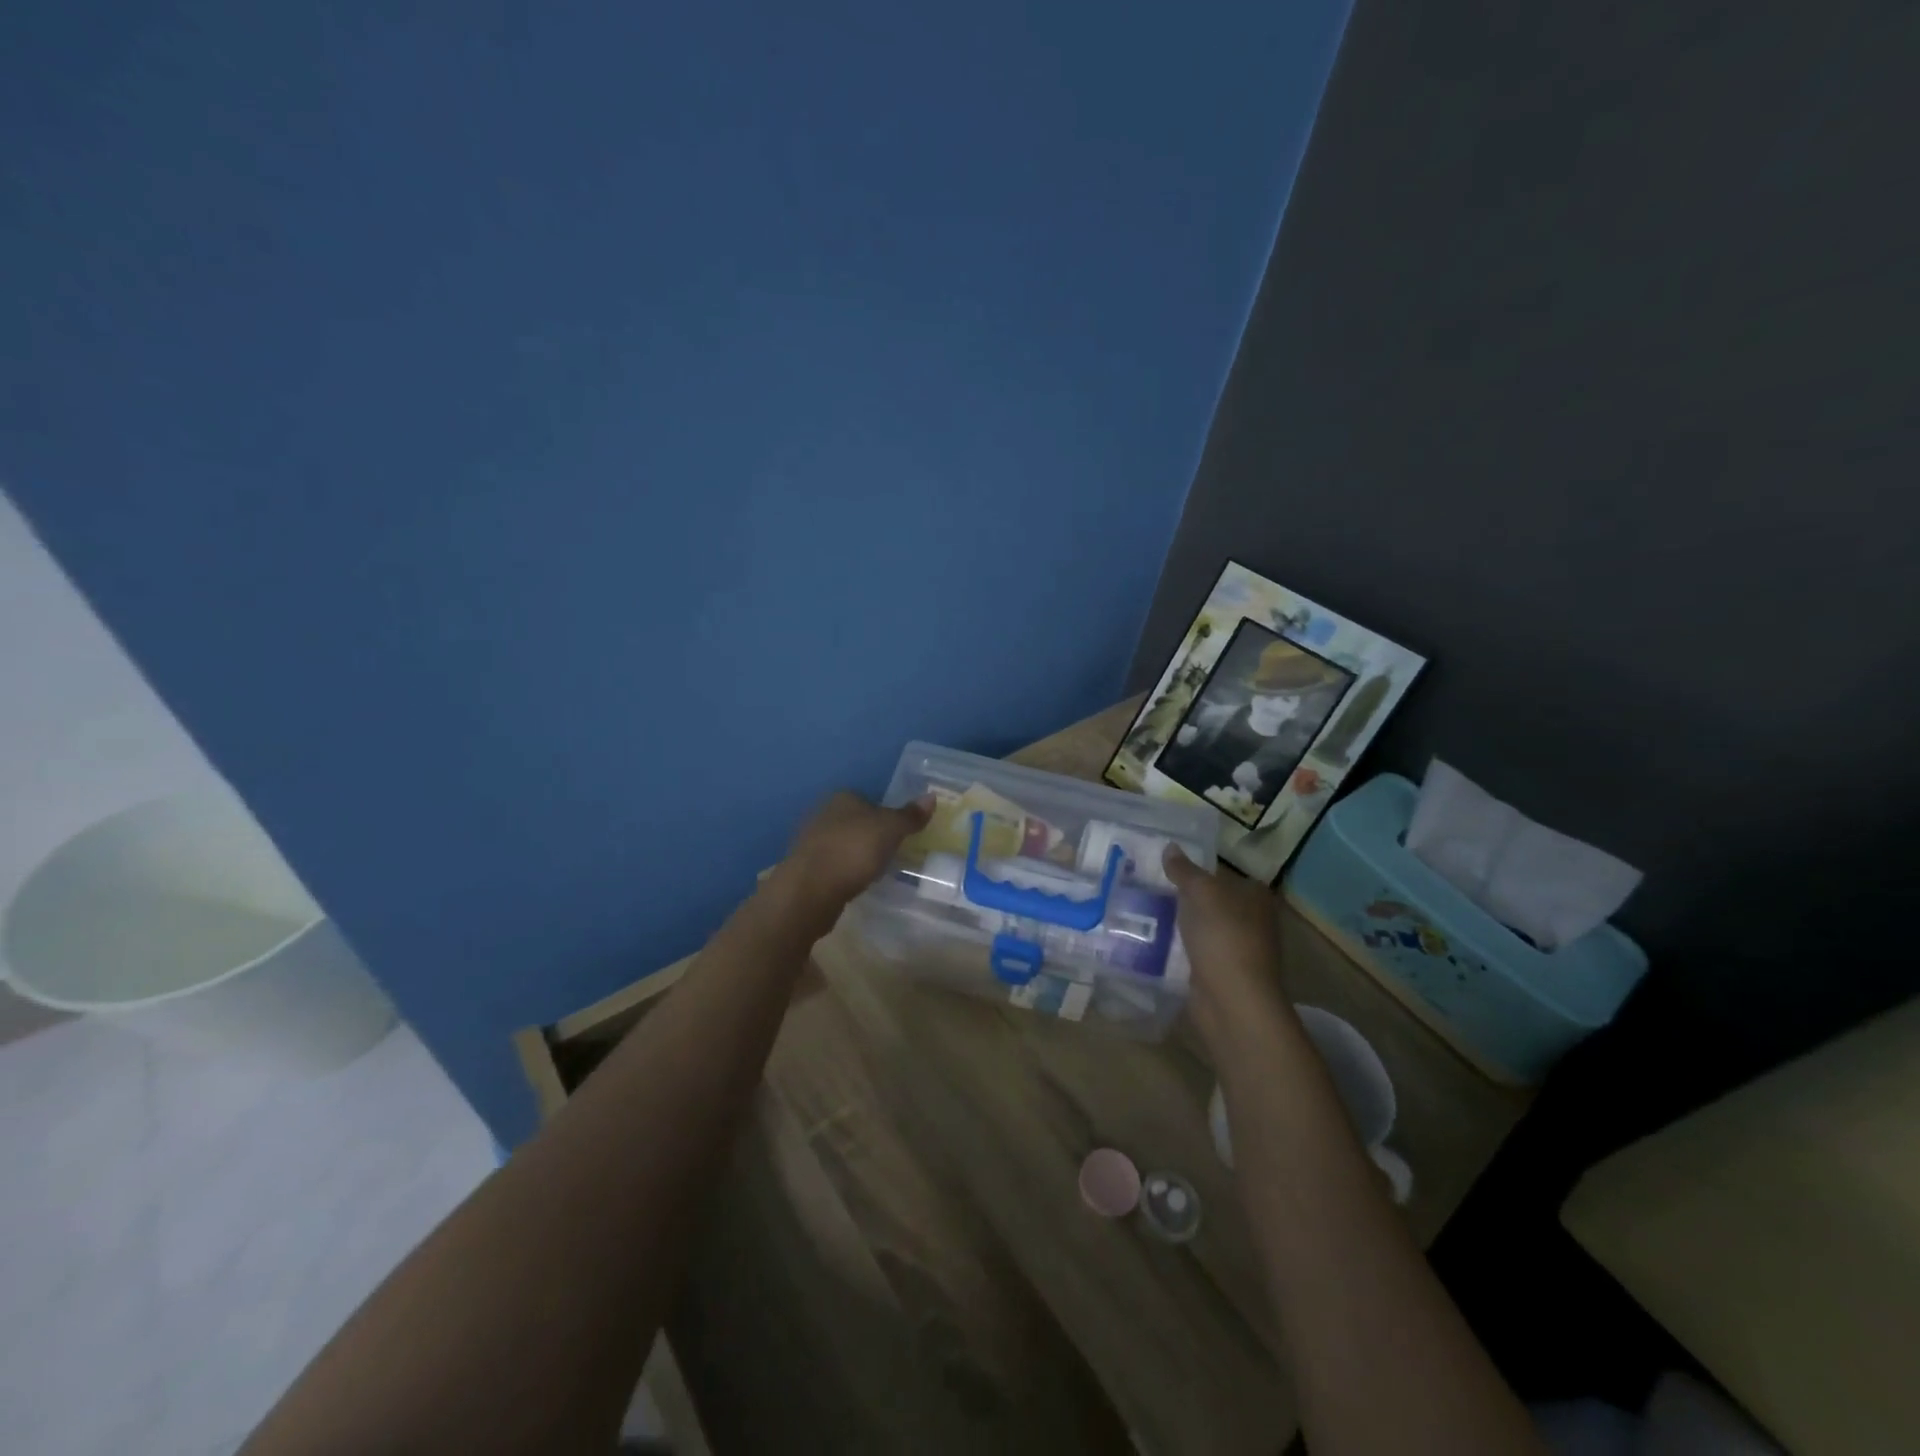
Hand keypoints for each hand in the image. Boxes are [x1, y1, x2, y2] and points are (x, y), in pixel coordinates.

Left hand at [771, 791, 932, 922]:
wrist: (810, 890)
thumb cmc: (853, 851)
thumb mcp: (890, 830)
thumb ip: (910, 815)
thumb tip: (931, 796)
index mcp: (843, 798)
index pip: (869, 799)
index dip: (886, 814)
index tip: (902, 833)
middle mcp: (824, 814)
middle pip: (856, 821)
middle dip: (872, 835)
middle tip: (894, 852)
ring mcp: (812, 842)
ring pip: (845, 844)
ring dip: (858, 855)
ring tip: (879, 870)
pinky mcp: (807, 869)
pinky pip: (835, 865)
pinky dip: (847, 872)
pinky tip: (858, 884)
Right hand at [1162, 845, 1299, 1069]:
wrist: (1232, 1002)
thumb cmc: (1223, 937)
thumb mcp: (1200, 893)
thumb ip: (1184, 870)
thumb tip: (1170, 847)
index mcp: (1256, 896)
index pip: (1223, 874)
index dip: (1196, 870)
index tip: (1165, 868)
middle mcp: (1253, 920)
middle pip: (1212, 901)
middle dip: (1185, 898)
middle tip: (1148, 887)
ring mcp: (1239, 949)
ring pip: (1202, 928)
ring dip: (1180, 924)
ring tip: (1142, 912)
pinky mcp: (1222, 974)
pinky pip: (1196, 952)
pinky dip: (1179, 949)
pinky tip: (1153, 943)